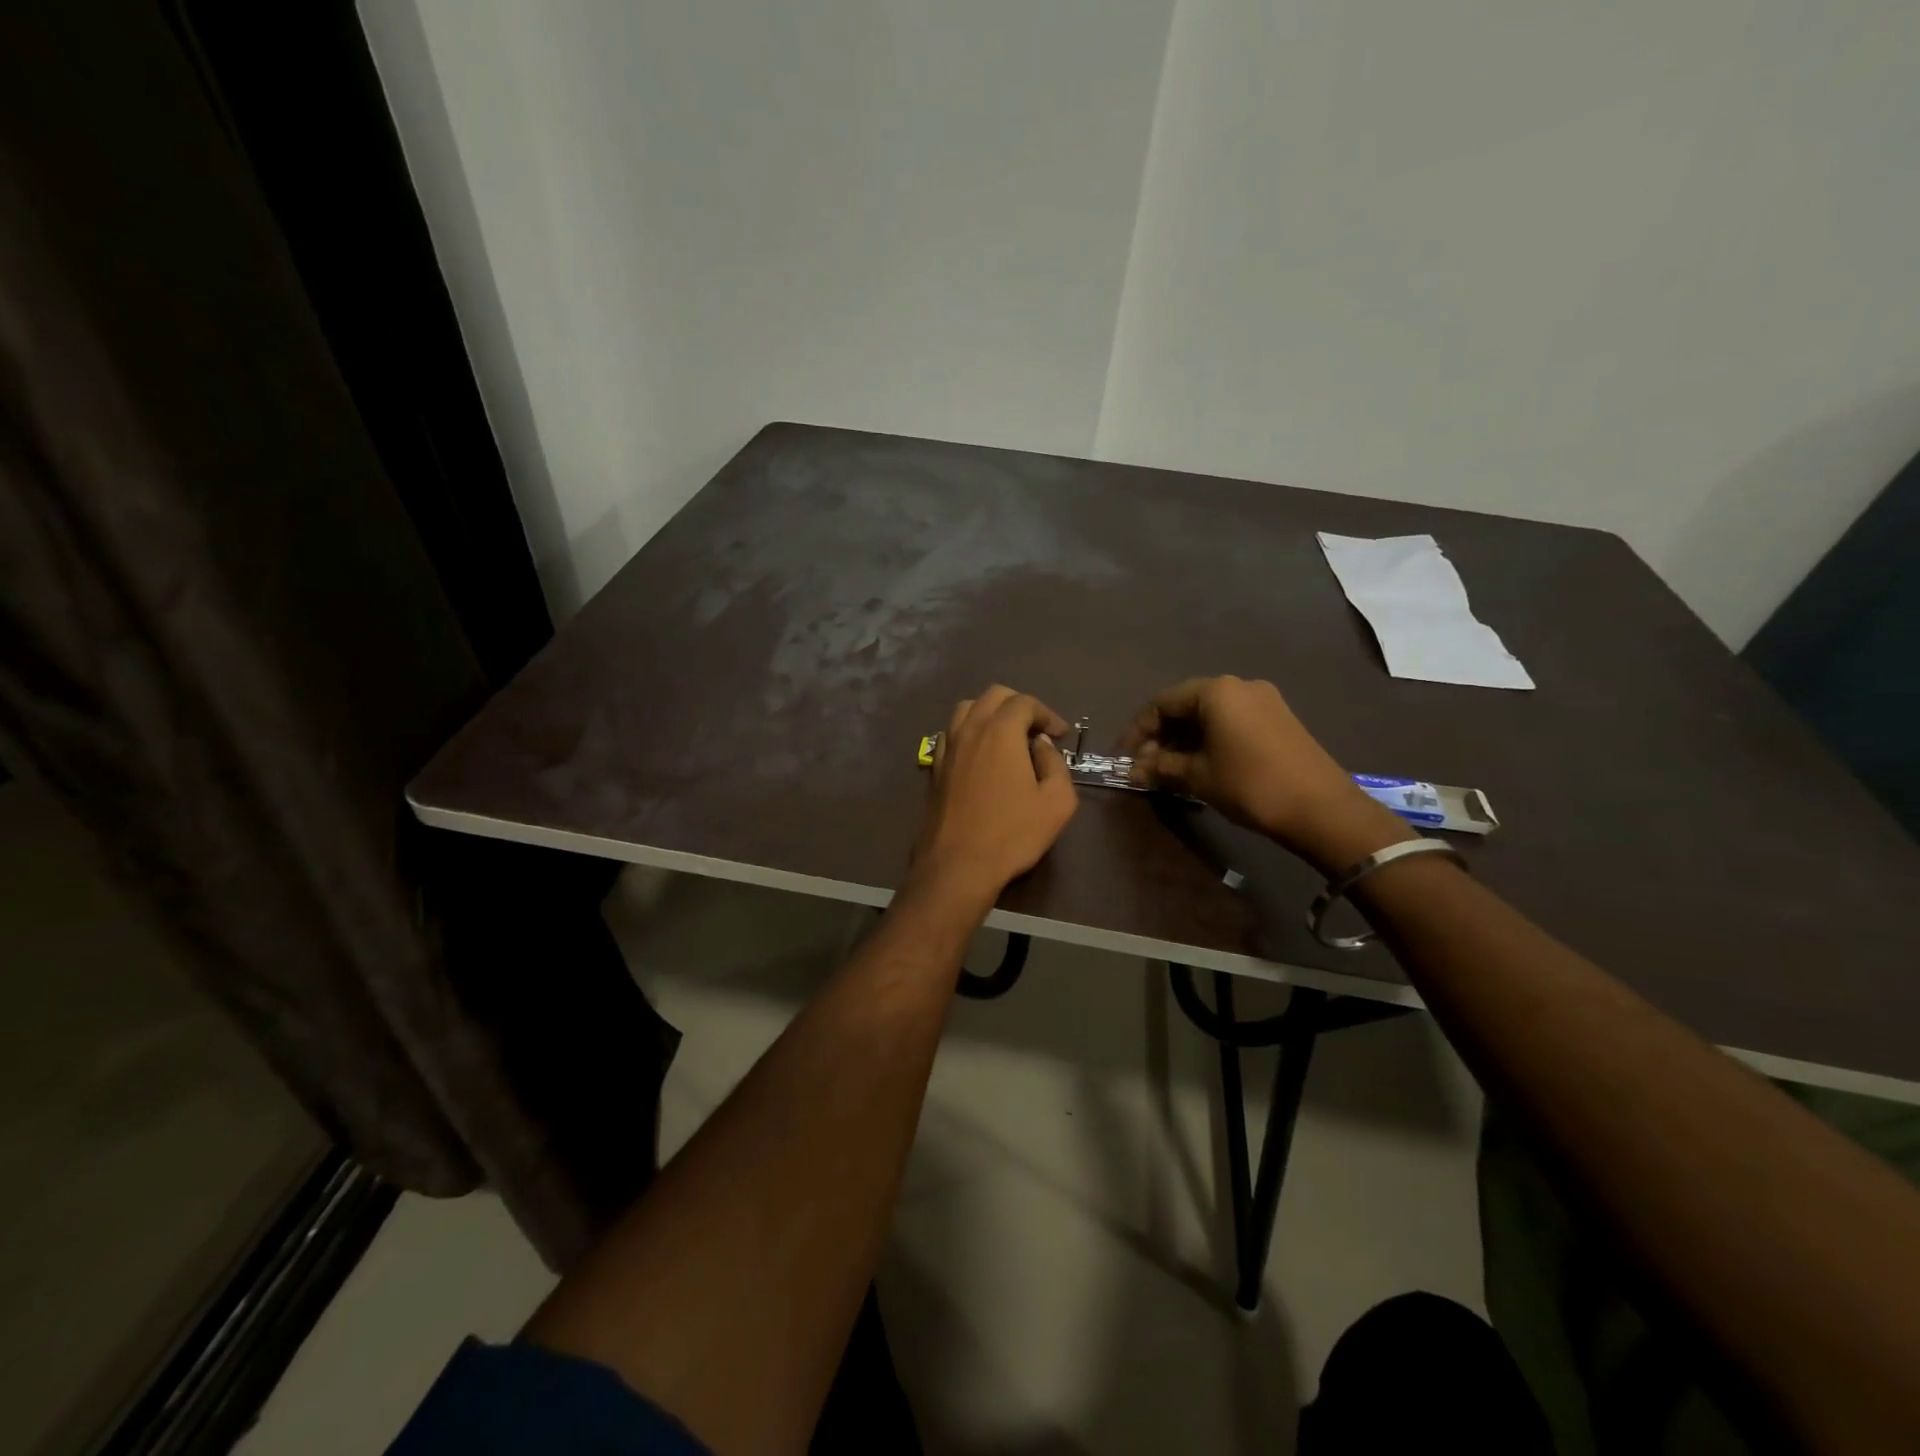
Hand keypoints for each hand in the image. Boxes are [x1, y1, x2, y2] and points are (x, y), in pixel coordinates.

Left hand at [914, 686, 1077, 895]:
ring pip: (966, 710)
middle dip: (1019, 705)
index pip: (1024, 702)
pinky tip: (980, 755)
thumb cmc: (1012, 834)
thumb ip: (1055, 764)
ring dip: (990, 714)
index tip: (1061, 735)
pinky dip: (969, 732)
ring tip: (1008, 738)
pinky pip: (951, 734)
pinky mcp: (934, 768)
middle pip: (993, 696)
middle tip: (1037, 731)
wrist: (958, 865)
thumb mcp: (1057, 802)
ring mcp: (947, 748)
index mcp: (1000, 731)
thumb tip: (1041, 745)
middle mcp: (970, 730)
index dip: (1047, 714)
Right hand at [1118, 676, 1412, 872]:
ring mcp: (1263, 700)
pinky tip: (1201, 765)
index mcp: (1215, 691)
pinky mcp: (1278, 719)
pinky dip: (1209, 739)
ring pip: (1209, 715)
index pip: (1161, 703)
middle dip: (1160, 736)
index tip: (1124, 758)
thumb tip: (1132, 769)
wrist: (1321, 808)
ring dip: (1184, 739)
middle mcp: (1239, 686)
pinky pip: (1231, 721)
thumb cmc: (1250, 785)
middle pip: (1185, 705)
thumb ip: (1160, 767)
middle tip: (1145, 766)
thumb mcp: (1197, 777)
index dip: (1137, 731)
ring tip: (1169, 770)